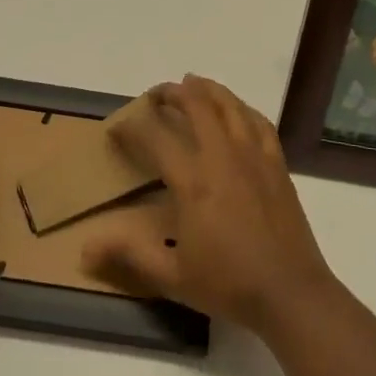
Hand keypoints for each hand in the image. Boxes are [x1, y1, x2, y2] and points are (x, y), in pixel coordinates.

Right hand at [82, 75, 338, 335]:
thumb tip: (84, 250)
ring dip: (207, 90)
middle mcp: (223, 157)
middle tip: (156, 95)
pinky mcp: (277, 164)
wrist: (290, 293)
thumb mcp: (172, 277)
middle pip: (197, 105)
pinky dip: (242, 108)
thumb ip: (129, 256)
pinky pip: (258, 122)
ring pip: (229, 106)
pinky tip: (236, 109)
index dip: (133, 127)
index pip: (156, 137)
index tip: (117, 127)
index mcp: (194, 181)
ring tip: (192, 83)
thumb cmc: (229, 284)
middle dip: (172, 93)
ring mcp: (254, 156)